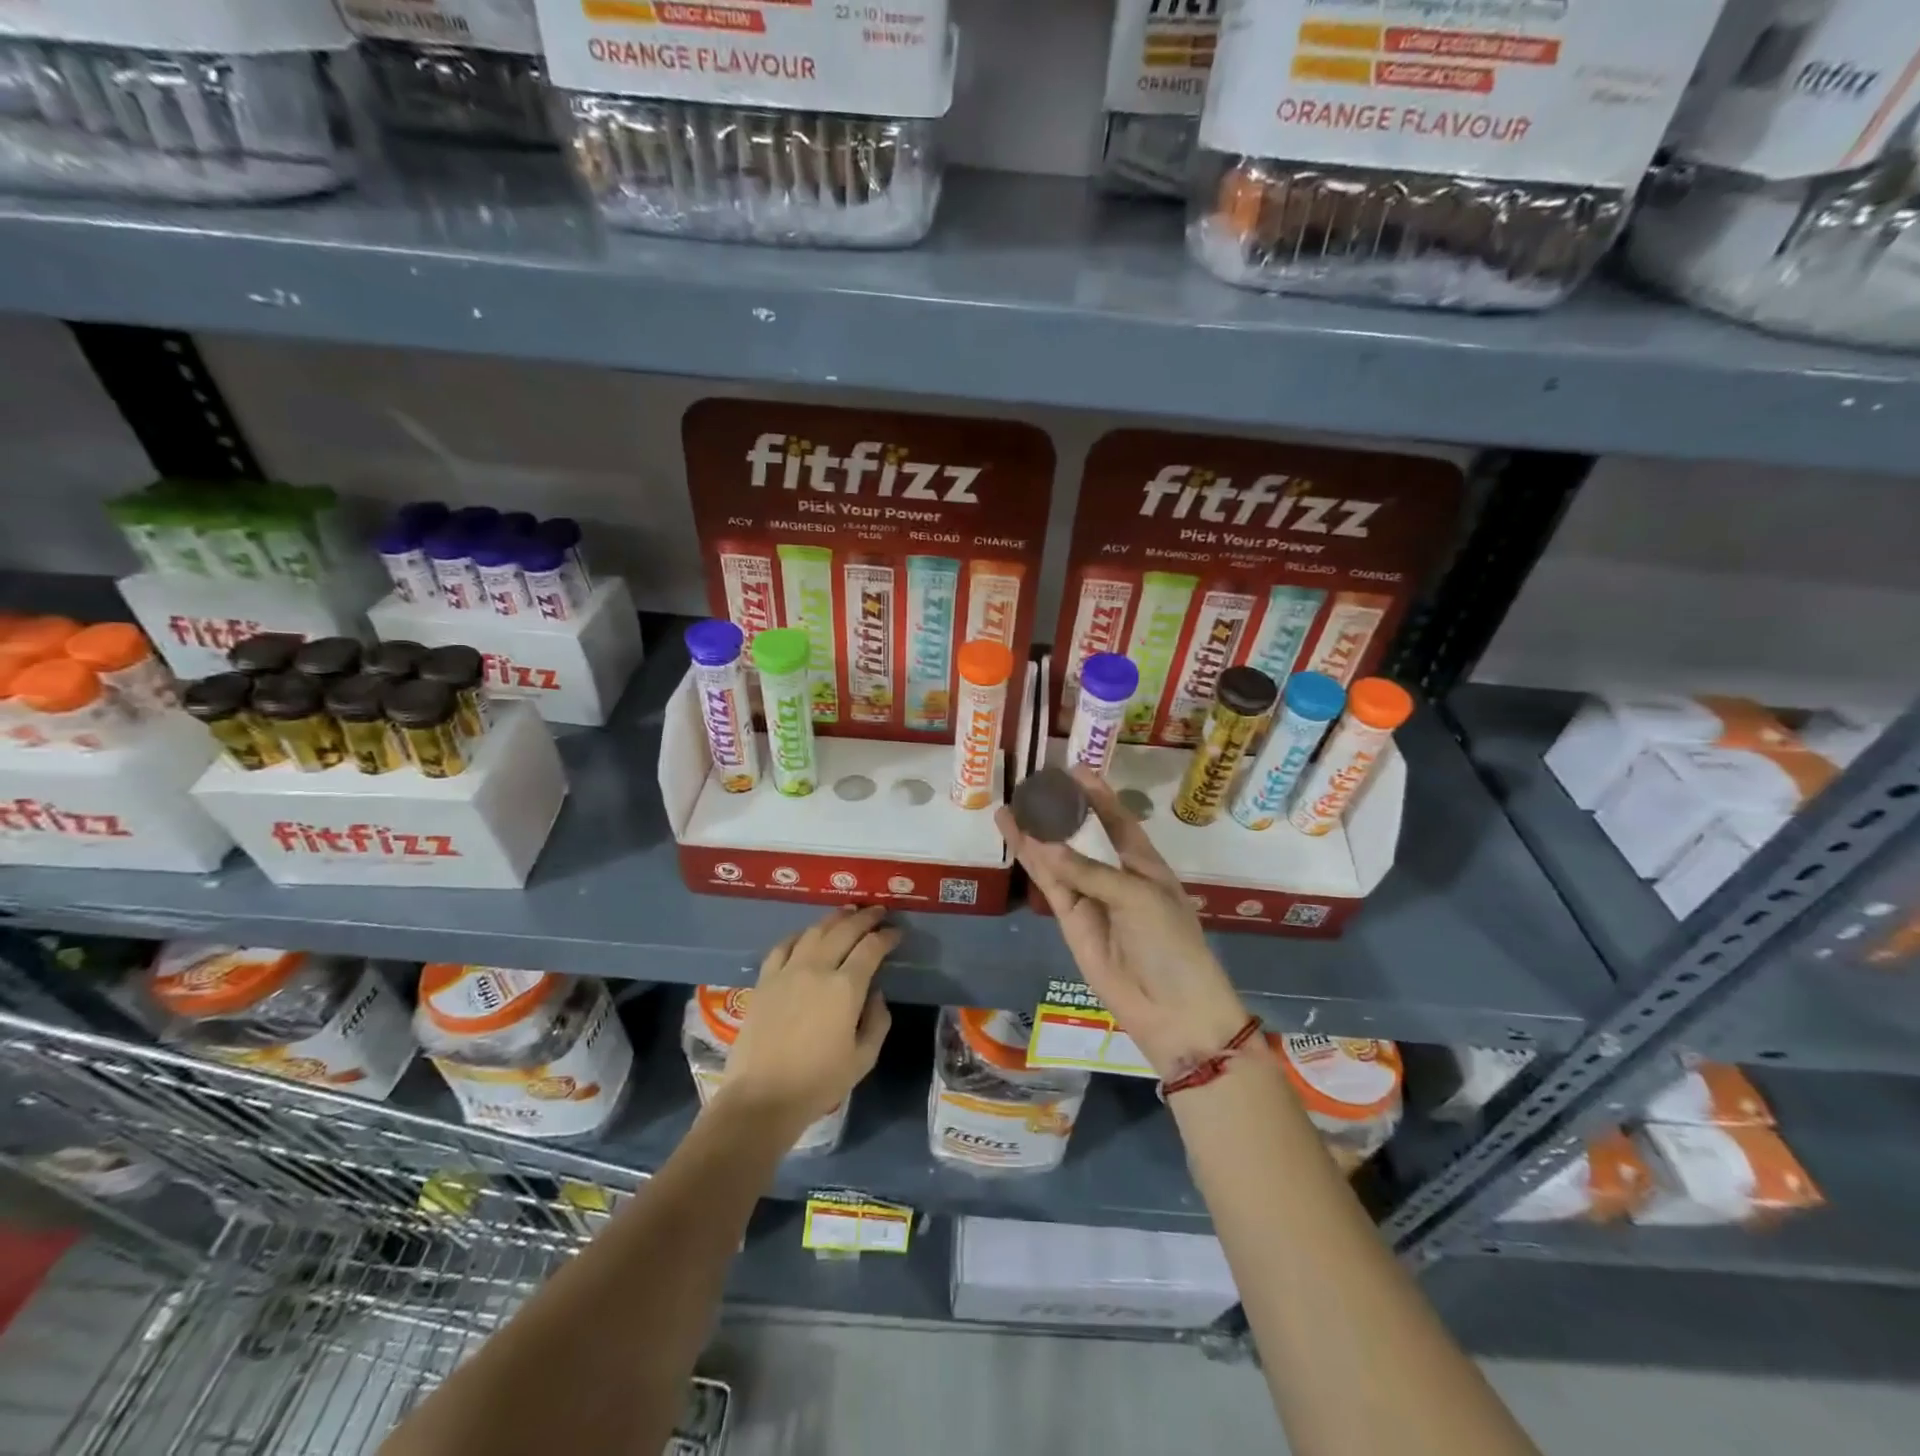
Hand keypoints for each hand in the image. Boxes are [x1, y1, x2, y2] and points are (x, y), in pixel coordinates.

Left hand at [717, 905, 896, 1136]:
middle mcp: (817, 969)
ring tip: (848, 912)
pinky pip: (783, 946)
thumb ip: (877, 1021)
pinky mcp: (765, 980)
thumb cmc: (818, 1083)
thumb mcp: (863, 1059)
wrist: (761, 1098)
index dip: (887, 937)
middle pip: (844, 930)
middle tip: (878, 911)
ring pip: (814, 931)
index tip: (897, 933)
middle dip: (865, 918)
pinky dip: (799, 934)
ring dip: (834, 918)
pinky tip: (806, 934)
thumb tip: (875, 993)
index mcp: (845, 988)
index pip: (871, 948)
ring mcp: (787, 971)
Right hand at [997, 767, 1250, 1078]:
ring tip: (1010, 804)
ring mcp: (1090, 896)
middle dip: (1058, 810)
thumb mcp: (1136, 896)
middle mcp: (1115, 873)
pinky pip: (1049, 882)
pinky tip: (1016, 836)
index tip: (1074, 768)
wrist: (1170, 1008)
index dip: (1096, 794)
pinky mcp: (1070, 919)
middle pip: (1082, 834)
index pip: (1117, 818)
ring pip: (1058, 856)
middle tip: (1030, 783)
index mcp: (1143, 861)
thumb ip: (1088, 870)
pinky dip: (1032, 861)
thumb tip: (1043, 846)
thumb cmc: (1168, 942)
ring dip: (1036, 832)